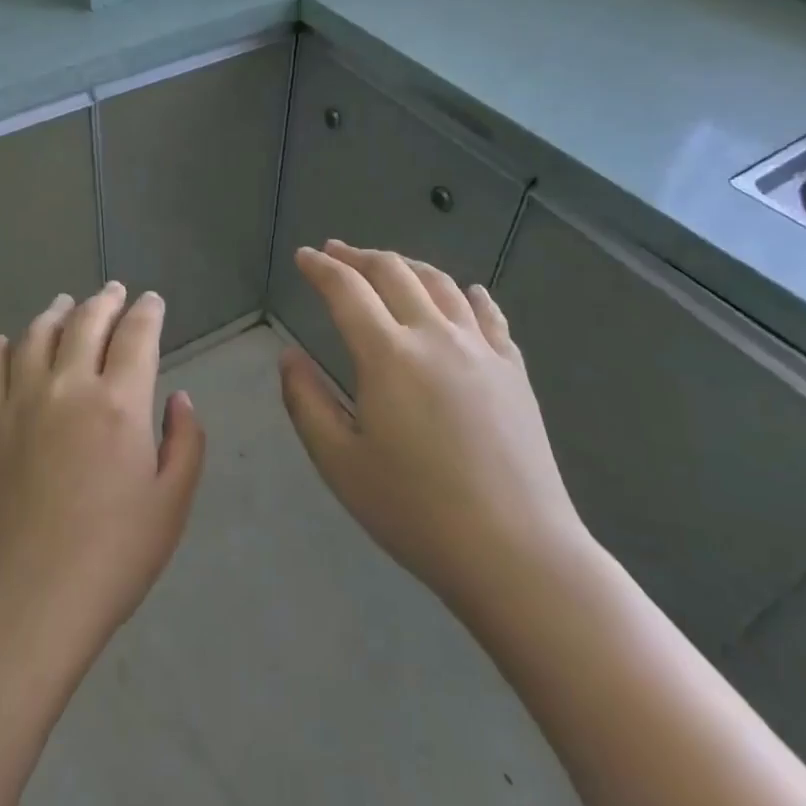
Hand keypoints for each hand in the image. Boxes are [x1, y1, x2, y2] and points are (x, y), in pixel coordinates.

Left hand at [0, 283, 206, 675]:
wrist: (24, 601)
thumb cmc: (111, 557)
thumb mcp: (171, 504)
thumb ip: (184, 442)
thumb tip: (180, 398)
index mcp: (119, 402)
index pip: (136, 335)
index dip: (148, 311)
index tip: (152, 300)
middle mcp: (68, 386)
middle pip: (86, 322)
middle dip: (105, 300)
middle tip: (114, 290)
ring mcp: (21, 402)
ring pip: (36, 336)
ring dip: (55, 313)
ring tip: (65, 303)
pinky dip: (0, 349)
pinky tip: (3, 342)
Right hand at [279, 241, 589, 630]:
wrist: (517, 552)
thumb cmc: (415, 511)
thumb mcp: (340, 463)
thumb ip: (306, 402)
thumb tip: (289, 356)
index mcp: (388, 355)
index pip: (346, 289)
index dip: (320, 267)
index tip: (303, 256)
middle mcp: (435, 336)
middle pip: (394, 272)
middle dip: (359, 256)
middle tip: (336, 252)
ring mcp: (481, 350)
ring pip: (441, 284)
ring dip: (407, 265)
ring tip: (388, 265)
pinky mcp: (514, 371)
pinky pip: (489, 316)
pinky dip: (469, 295)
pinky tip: (466, 293)